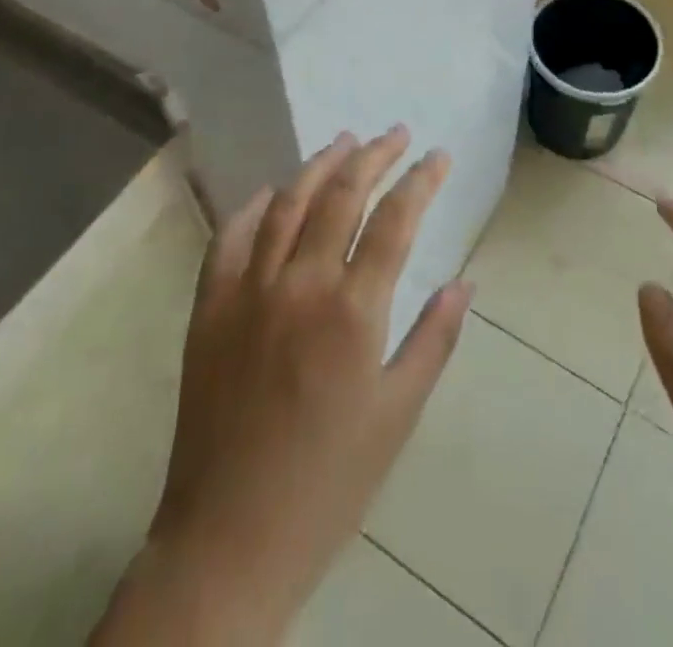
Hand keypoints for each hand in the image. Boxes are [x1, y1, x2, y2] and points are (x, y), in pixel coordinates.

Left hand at [92, 127, 473, 645]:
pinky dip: (254, 207)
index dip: (421, 179)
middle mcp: (301, 284)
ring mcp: (249, 290)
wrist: (229, 539)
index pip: (396, 219)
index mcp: (353, 311)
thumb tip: (464, 281)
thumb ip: (434, 339)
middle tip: (396, 133)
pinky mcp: (209, 307)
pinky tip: (272, 192)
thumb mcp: (398, 415)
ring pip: (287, 203)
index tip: (438, 155)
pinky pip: (230, 237)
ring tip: (345, 141)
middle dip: (375, 155)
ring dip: (319, 165)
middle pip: (342, 195)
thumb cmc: (329, 482)